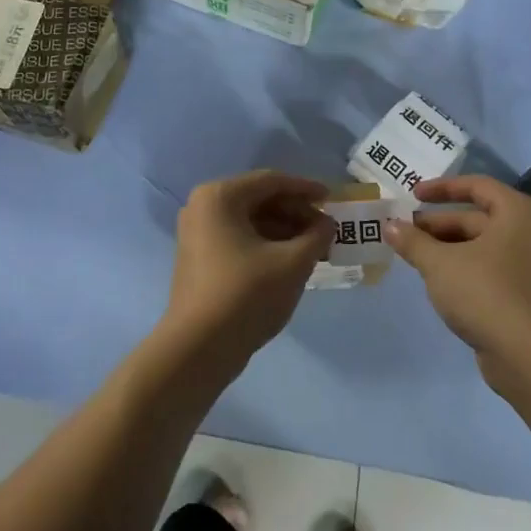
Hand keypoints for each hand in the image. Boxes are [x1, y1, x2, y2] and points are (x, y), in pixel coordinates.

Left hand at [163, 171, 330, 374]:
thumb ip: (316, 236)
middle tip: (326, 231)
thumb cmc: (246, 295)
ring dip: (284, 231)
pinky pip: (238, 238)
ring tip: (314, 250)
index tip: (332, 200)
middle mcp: (203, 206)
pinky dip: (266, 245)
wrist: (198, 348)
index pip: (272, 181)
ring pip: (250, 221)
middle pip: (259, 199)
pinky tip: (290, 262)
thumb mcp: (292, 263)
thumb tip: (327, 224)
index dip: (306, 189)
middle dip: (296, 214)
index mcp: (220, 196)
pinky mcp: (198, 257)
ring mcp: (197, 233)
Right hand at [388, 175, 530, 375]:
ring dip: (448, 249)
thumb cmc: (486, 292)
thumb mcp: (440, 264)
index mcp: (517, 212)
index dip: (442, 188)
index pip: (477, 186)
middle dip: (438, 225)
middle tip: (404, 233)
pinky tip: (439, 283)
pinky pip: (490, 271)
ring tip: (415, 258)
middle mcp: (530, 233)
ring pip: (482, 247)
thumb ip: (413, 242)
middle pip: (477, 218)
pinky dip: (464, 270)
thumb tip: (389, 225)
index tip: (413, 195)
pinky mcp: (527, 296)